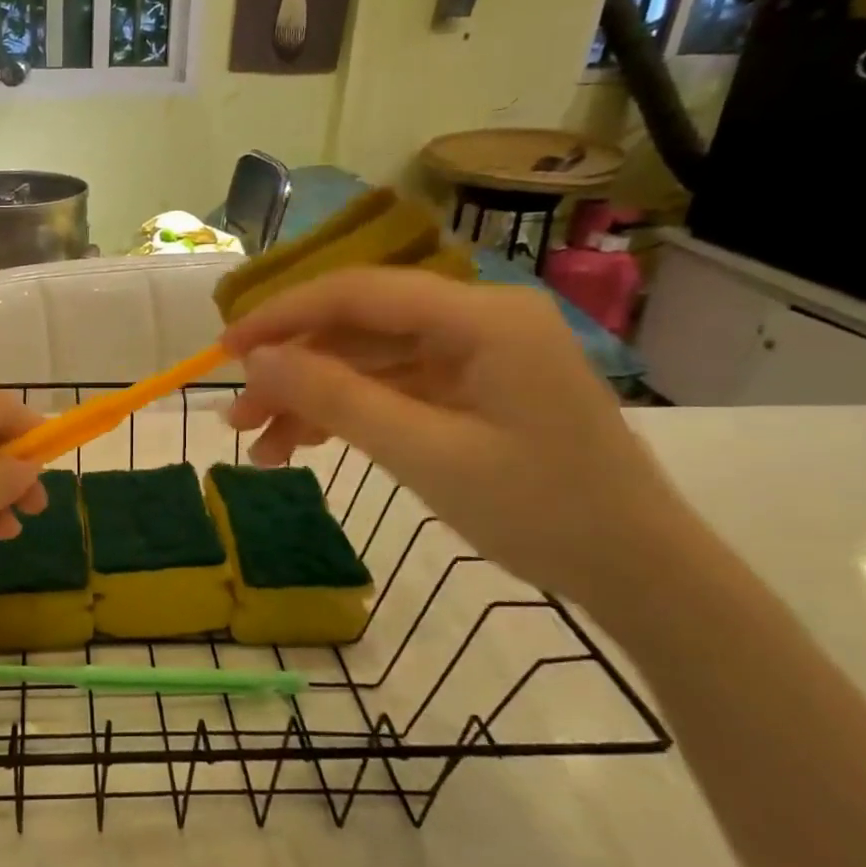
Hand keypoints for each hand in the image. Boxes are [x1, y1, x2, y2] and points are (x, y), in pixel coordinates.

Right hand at [220, 269, 704, 607]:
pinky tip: (302, 445)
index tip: (225, 349)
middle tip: (237, 417)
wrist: (641, 574)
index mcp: (481, 316)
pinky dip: (347, 414)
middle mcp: (477, 318)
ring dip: (312, 398)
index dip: (283, 315)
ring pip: (369, 361)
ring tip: (259, 446)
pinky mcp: (473, 388)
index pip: (359, 292)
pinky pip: (393, 387)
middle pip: (359, 328)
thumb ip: (337, 398)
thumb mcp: (426, 454)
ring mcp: (476, 354)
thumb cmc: (542, 512)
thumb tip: (257, 360)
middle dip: (292, 370)